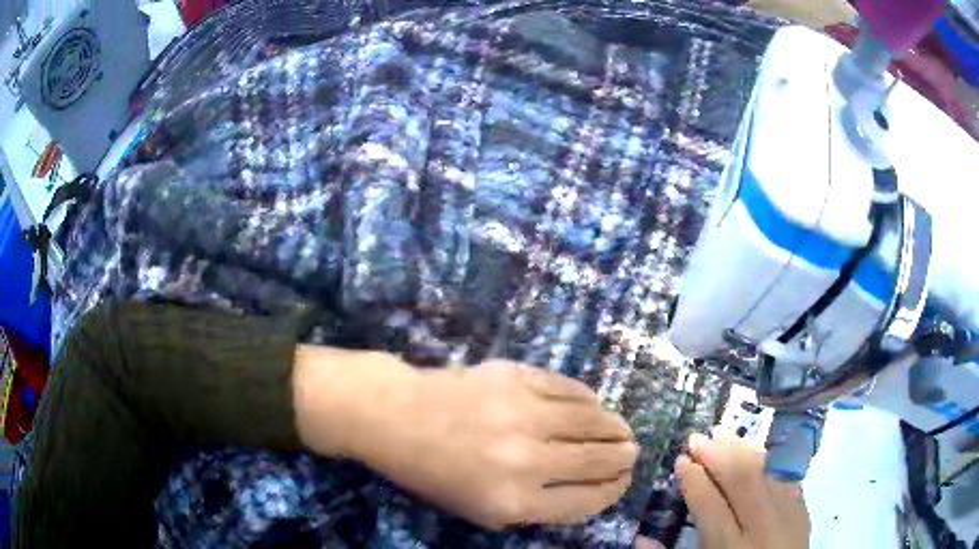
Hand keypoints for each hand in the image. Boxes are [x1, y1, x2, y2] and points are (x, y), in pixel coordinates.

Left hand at [311, 359, 637, 529]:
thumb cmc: (433, 473)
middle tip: (631, 453)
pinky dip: (590, 400)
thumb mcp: (480, 512)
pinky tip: (594, 405)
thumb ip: (534, 509)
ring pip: (594, 420)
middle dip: (624, 458)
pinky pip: (571, 389)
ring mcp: (525, 413)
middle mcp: (529, 459)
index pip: (588, 500)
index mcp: (516, 501)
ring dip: (615, 427)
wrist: (397, 417)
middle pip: (600, 459)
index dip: (613, 491)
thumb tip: (583, 491)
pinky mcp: (519, 377)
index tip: (623, 482)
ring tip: (621, 430)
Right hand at [675, 432, 809, 548]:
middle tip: (697, 438)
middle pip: (740, 479)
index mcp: (728, 548)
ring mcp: (786, 514)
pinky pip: (783, 476)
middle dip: (717, 455)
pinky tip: (754, 450)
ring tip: (722, 433)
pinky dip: (766, 460)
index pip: (709, 504)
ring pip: (765, 472)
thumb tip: (640, 537)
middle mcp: (760, 527)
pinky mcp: (802, 509)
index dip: (694, 479)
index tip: (681, 460)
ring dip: (742, 450)